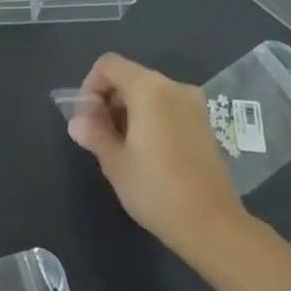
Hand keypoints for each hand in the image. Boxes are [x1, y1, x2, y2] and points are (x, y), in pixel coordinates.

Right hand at [66, 53, 250, 253]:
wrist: (213, 226)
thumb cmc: (156, 190)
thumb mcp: (115, 163)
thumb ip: (94, 134)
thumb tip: (77, 122)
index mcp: (148, 88)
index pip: (109, 65)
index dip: (90, 85)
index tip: (87, 118)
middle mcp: (173, 87)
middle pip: (130, 76)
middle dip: (109, 100)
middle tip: (100, 135)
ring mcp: (193, 105)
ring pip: (149, 93)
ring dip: (129, 110)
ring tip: (122, 147)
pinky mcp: (204, 124)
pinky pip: (168, 107)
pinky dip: (150, 118)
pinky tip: (147, 152)